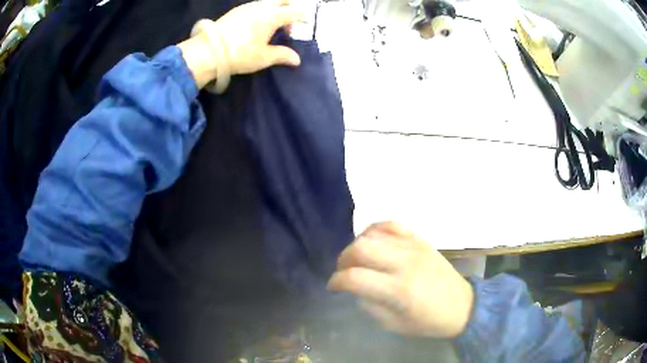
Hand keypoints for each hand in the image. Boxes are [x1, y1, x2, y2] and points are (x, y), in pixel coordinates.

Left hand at [178, 0, 305, 89]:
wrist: (208, 51)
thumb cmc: (240, 54)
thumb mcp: (264, 57)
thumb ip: (282, 55)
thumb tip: (297, 60)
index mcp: (272, 16)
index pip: (295, 11)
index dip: (303, 16)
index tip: (307, 23)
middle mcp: (262, 6)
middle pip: (282, 1)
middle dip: (290, 8)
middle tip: (290, 22)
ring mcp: (247, 7)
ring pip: (268, 2)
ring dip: (275, 9)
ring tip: (273, 25)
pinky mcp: (236, 10)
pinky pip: (256, 5)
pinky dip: (263, 11)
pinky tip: (257, 23)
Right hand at [327, 222, 473, 337]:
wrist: (461, 306)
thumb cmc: (428, 321)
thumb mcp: (394, 325)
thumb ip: (370, 305)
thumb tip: (354, 288)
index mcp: (399, 290)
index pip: (355, 278)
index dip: (336, 281)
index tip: (333, 287)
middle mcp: (404, 263)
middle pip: (361, 249)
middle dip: (343, 260)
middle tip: (343, 271)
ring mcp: (414, 246)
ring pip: (373, 234)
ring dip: (356, 245)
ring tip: (357, 259)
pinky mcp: (420, 239)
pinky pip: (391, 223)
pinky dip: (375, 229)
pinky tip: (371, 240)